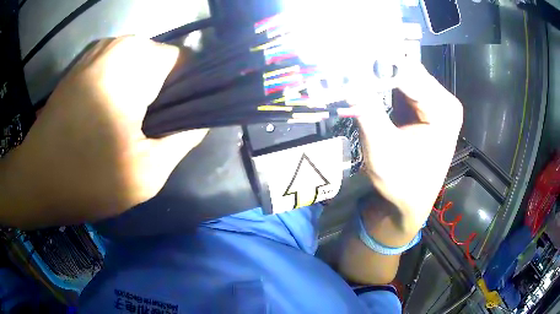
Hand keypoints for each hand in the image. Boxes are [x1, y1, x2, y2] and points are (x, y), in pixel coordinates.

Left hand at [3, 36, 206, 227]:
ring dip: (141, 94)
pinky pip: (117, 69)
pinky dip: (121, 90)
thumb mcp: (147, 172)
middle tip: (149, 133)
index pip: (188, 62)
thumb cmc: (86, 179)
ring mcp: (97, 51)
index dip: (190, 92)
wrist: (35, 179)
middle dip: (164, 95)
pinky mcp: (83, 64)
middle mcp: (119, 43)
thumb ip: (183, 139)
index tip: (177, 124)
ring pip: (139, 65)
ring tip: (127, 128)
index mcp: (137, 60)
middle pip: (162, 62)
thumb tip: (201, 120)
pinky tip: (108, 119)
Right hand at [356, 61, 462, 235]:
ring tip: (352, 68)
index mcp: (443, 110)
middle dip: (376, 66)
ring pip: (404, 74)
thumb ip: (366, 112)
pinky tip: (366, 80)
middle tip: (345, 61)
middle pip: (407, 70)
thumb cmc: (401, 184)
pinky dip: (383, 82)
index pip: (407, 74)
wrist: (410, 203)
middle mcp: (444, 101)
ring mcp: (437, 102)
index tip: (345, 58)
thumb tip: (345, 80)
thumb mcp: (382, 150)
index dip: (375, 64)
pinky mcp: (426, 106)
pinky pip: (403, 85)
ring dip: (378, 72)